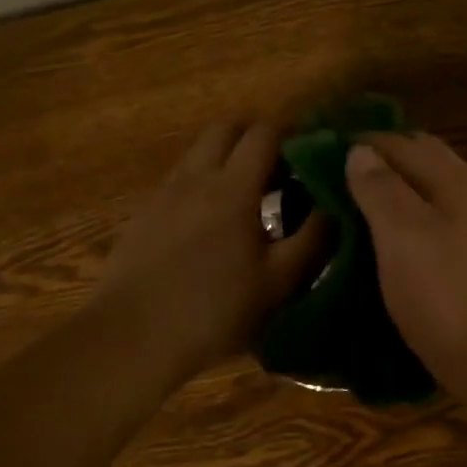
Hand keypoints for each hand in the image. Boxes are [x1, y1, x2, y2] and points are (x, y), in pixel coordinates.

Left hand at [92, 123, 325, 379]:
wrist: (131, 337)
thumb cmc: (215, 310)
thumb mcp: (279, 282)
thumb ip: (313, 238)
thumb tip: (336, 205)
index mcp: (232, 187)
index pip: (264, 133)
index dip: (293, 131)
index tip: (315, 147)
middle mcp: (195, 177)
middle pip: (226, 129)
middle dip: (257, 135)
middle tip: (284, 166)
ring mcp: (164, 194)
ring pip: (200, 152)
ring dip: (229, 157)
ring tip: (253, 194)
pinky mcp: (145, 214)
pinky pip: (182, 178)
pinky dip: (205, 180)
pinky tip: (216, 221)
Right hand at [345, 132, 466, 394]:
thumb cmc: (444, 293)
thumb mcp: (402, 235)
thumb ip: (381, 188)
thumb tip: (362, 151)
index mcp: (458, 182)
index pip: (405, 143)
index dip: (365, 142)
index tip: (326, 150)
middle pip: (427, 162)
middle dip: (386, 160)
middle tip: (341, 175)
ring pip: (437, 194)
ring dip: (401, 190)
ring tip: (362, 205)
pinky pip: (444, 224)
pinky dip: (416, 219)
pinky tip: (397, 241)